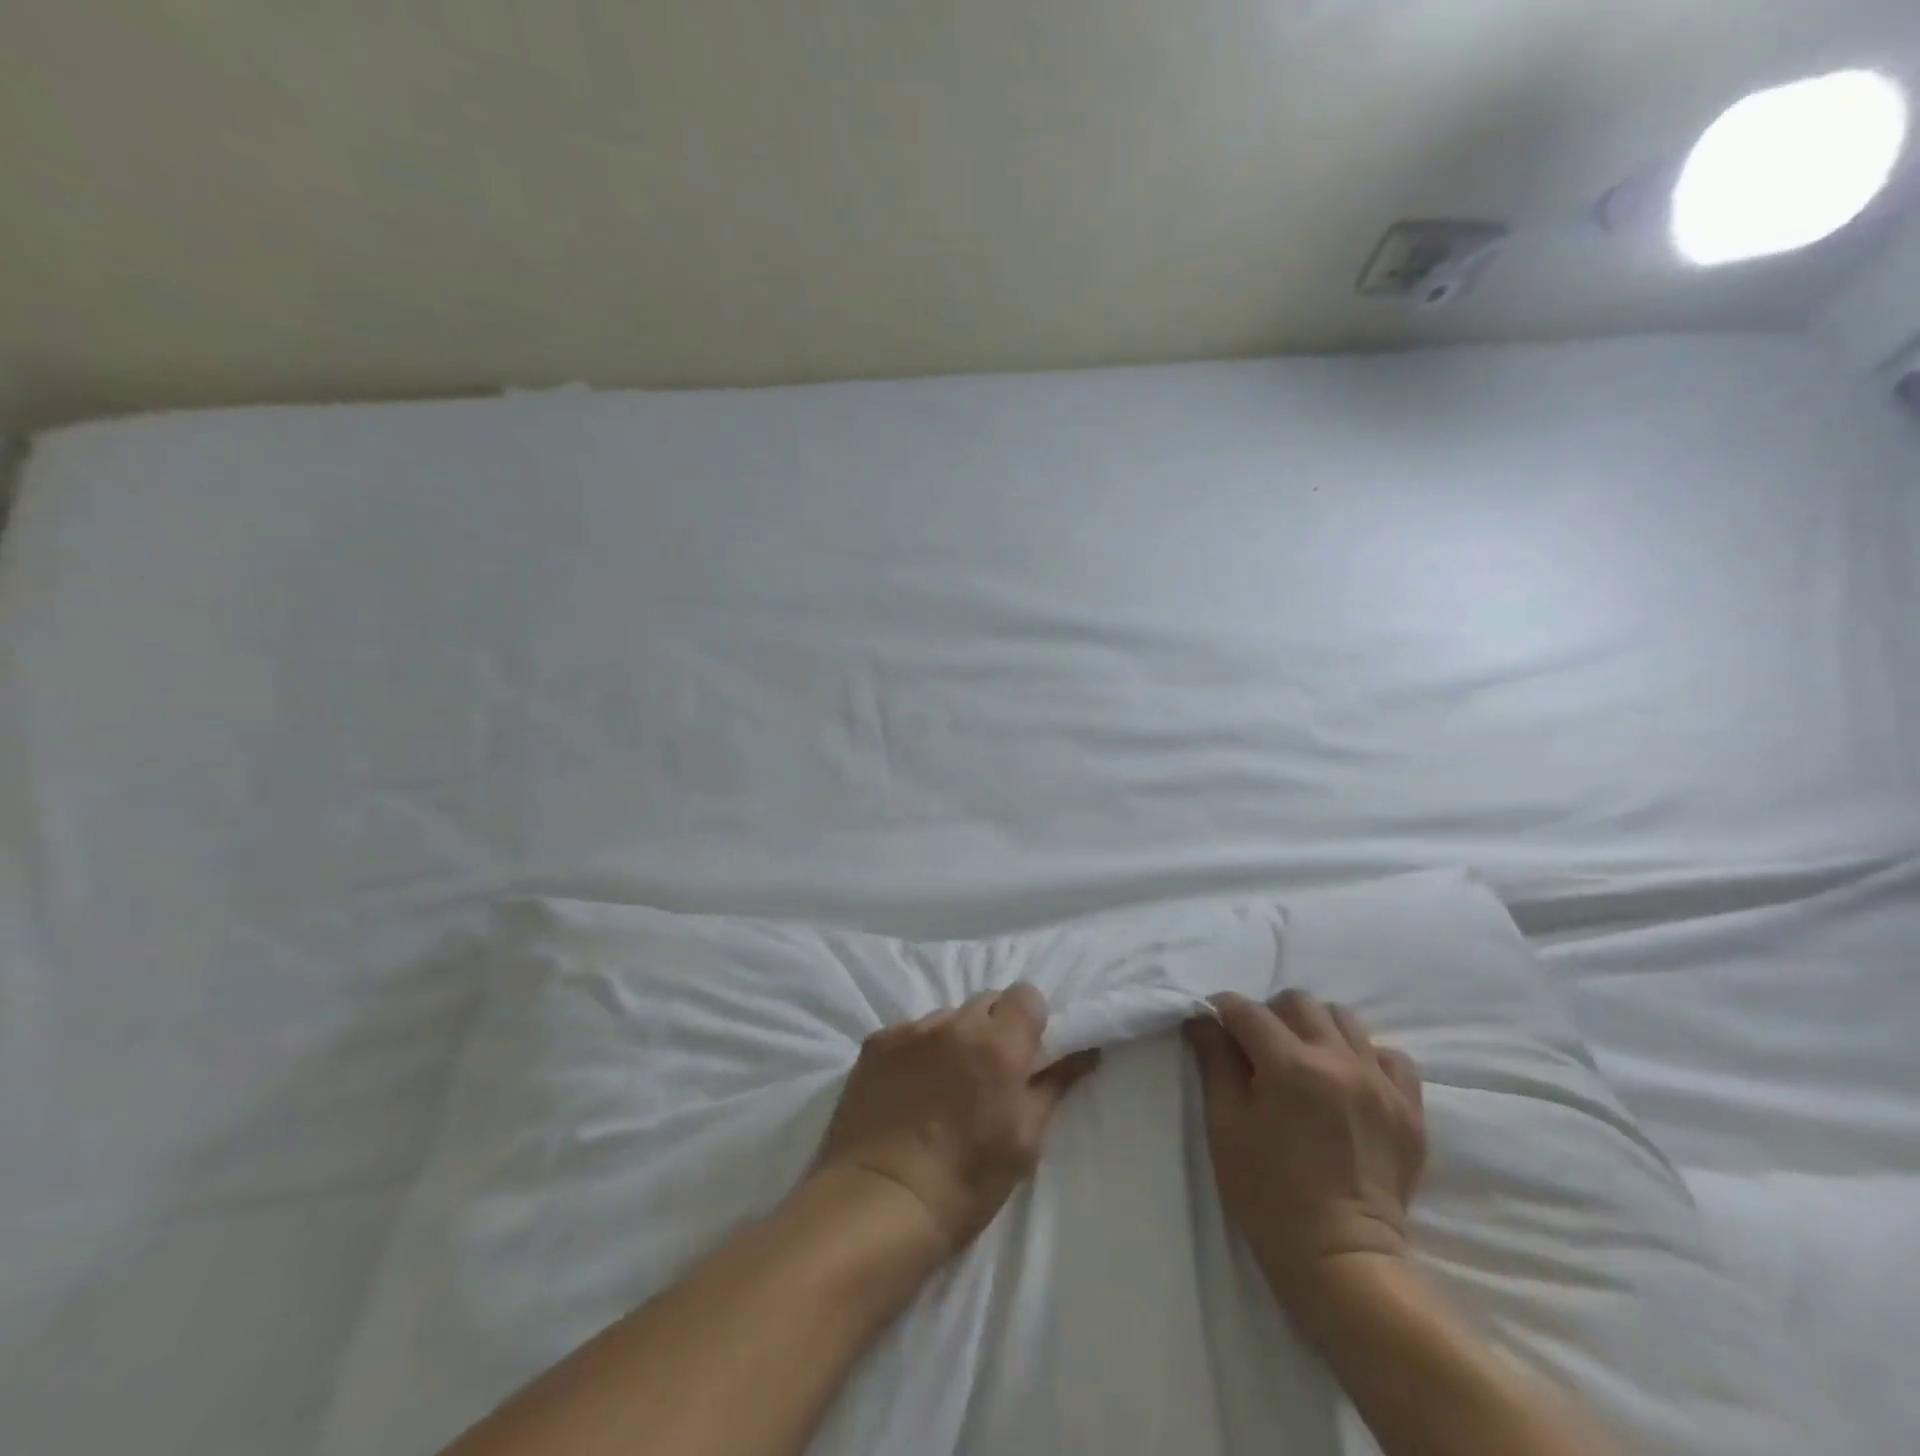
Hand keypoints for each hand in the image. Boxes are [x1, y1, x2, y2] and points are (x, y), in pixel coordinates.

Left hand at [814, 985, 1100, 1252]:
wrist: (879, 1202)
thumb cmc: (965, 1182)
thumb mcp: (1024, 1141)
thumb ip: (1053, 1085)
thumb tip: (1085, 1052)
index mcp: (998, 1044)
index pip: (1026, 994)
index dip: (1030, 1019)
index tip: (1027, 1050)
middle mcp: (955, 1024)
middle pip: (986, 1001)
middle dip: (994, 1027)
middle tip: (988, 1071)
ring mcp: (911, 1030)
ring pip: (947, 1017)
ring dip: (954, 1038)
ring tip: (944, 1083)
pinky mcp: (876, 1042)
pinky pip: (910, 1032)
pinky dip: (918, 1051)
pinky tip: (909, 1088)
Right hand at [1185, 990, 1425, 1308]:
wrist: (1341, 1261)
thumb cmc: (1267, 1194)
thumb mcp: (1225, 1126)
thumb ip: (1214, 1062)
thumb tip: (1202, 1020)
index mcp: (1289, 1065)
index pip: (1246, 1010)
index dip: (1221, 1010)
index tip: (1211, 1023)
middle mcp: (1338, 1060)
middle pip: (1297, 1002)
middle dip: (1269, 1014)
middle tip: (1257, 1047)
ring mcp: (1380, 1083)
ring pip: (1344, 1019)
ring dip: (1316, 1028)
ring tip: (1304, 1060)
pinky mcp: (1410, 1109)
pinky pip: (1391, 1056)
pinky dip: (1366, 1056)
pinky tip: (1348, 1080)